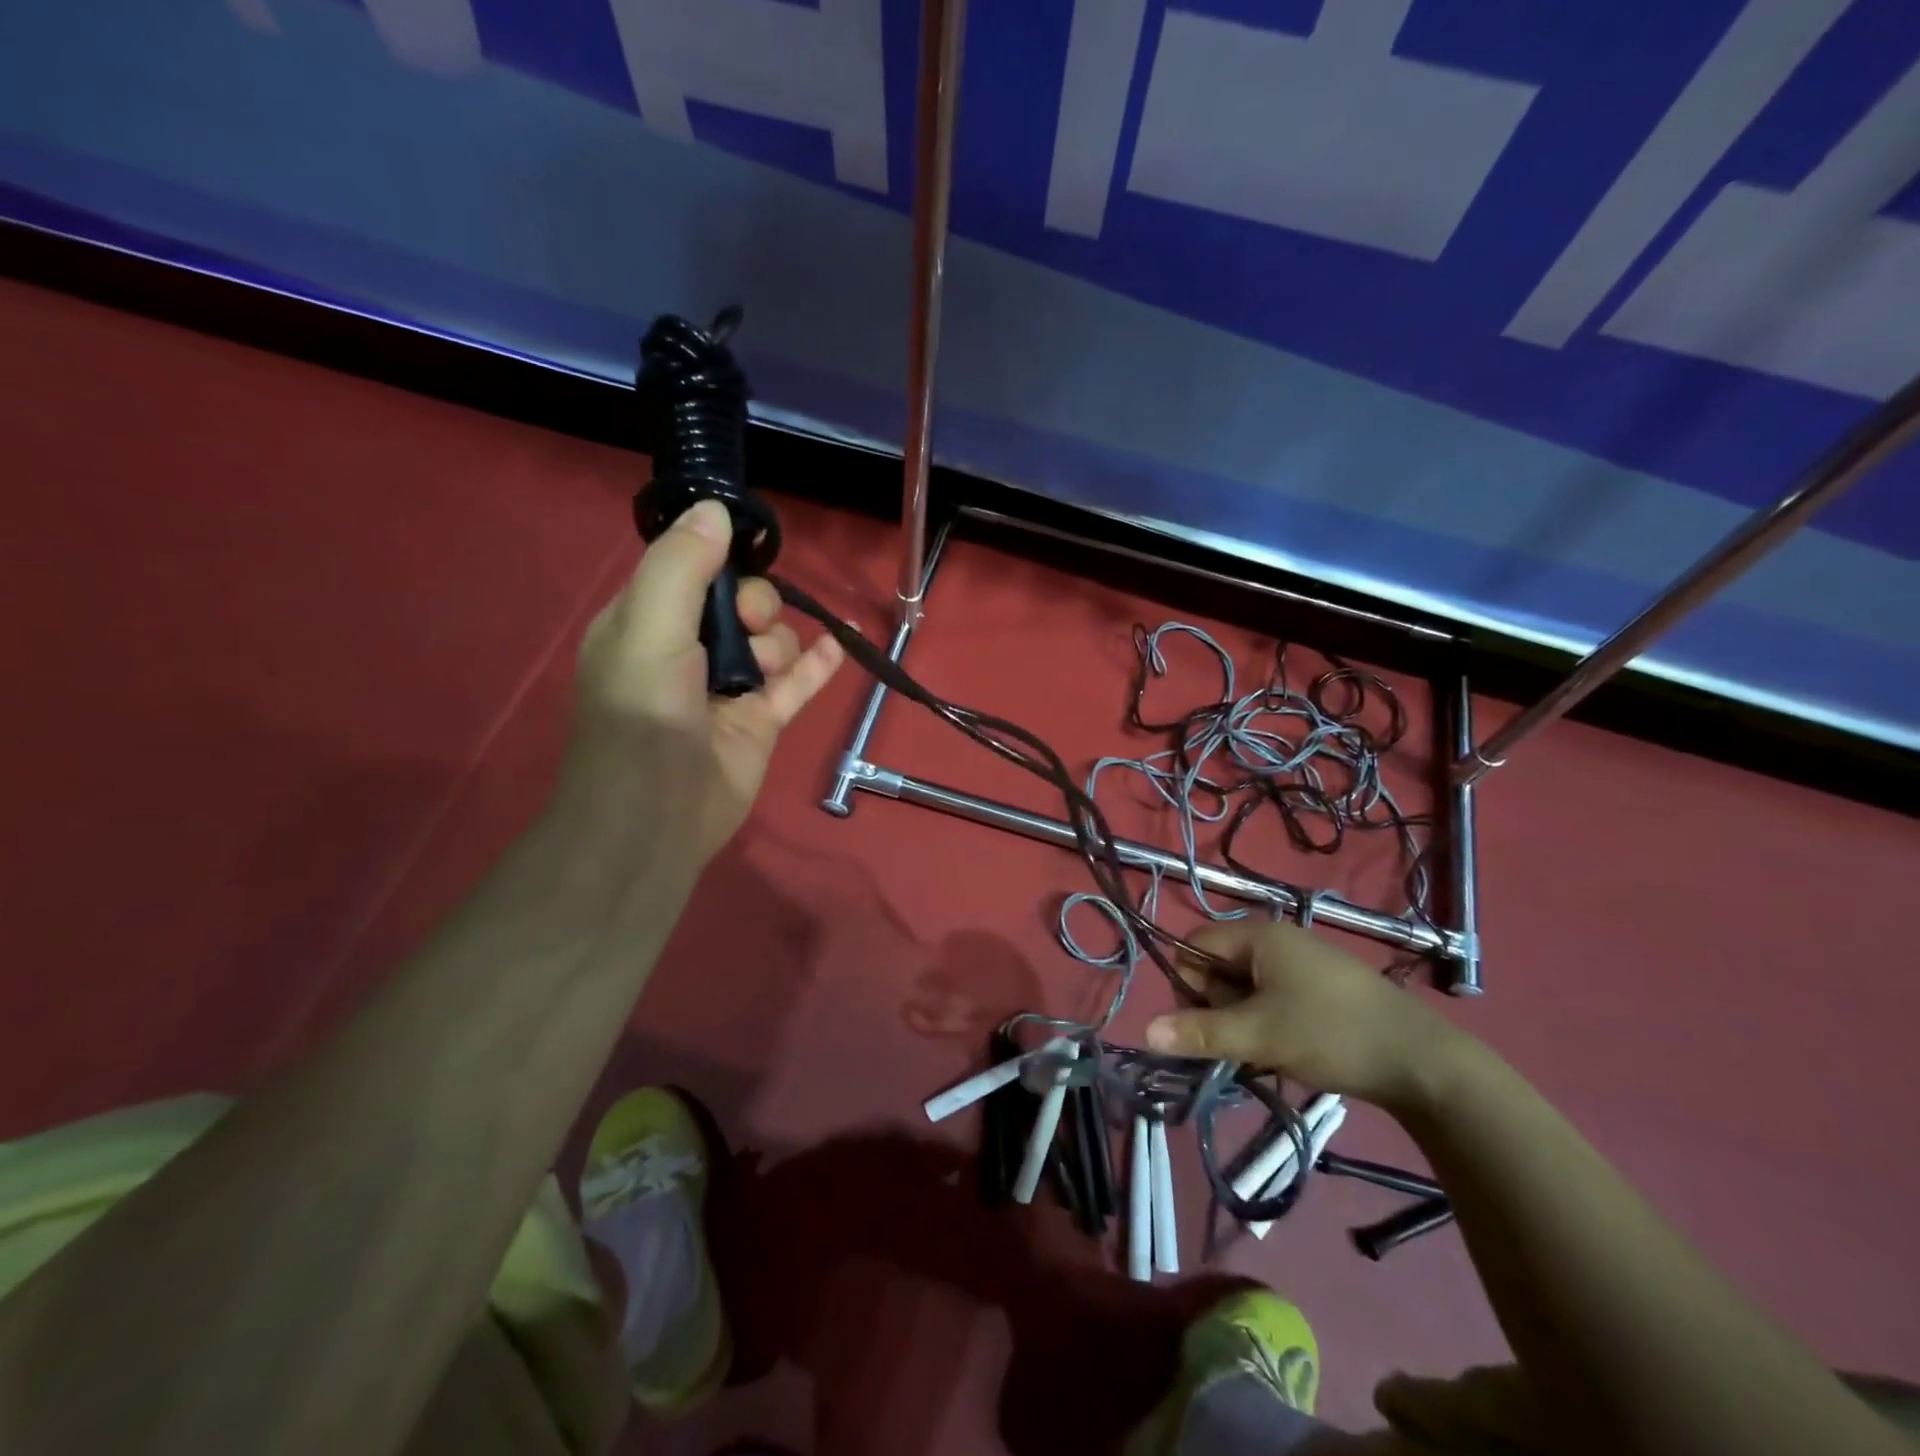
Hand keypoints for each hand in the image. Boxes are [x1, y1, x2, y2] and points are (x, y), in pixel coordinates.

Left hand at [556, 500, 844, 864]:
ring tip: (764, 670)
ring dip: (779, 642)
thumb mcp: (649, 628)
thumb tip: (716, 508)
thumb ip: (680, 567)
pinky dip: (818, 663)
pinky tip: (841, 644)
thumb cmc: (642, 715)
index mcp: (648, 622)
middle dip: (754, 604)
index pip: (690, 569)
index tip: (743, 554)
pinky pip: (798, 682)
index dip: (719, 558)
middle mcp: (689, 650)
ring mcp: (729, 686)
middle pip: (739, 602)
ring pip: (771, 640)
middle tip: (747, 625)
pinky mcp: (761, 720)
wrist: (657, 814)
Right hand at [1144, 920, 1470, 1111]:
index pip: (1195, 944)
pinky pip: (1273, 999)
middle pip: (1218, 966)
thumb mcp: (1259, 1035)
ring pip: (1246, 988)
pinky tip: (1285, 1053)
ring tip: (1264, 1052)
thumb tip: (1145, 1031)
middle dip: (1217, 1007)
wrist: (1425, 1063)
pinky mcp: (1322, 990)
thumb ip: (1199, 1032)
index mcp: (1258, 936)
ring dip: (1242, 1021)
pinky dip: (1268, 1025)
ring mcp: (1303, 965)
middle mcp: (1278, 941)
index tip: (1202, 1022)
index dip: (1187, 981)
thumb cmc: (1331, 1034)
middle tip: (1240, 1041)